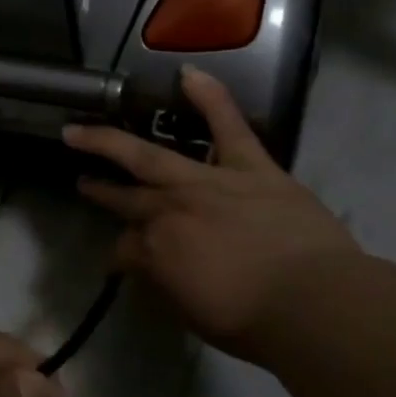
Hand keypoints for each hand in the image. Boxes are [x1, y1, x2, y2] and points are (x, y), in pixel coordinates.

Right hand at [64, 66, 358, 363]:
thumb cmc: (252, 322)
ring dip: (111, 143)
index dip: (121, 257)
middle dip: (100, 189)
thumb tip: (146, 269)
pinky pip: (228, 126)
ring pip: (149, 156)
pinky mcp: (250, 167)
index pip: (124, 248)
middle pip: (126, 197)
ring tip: (84, 131)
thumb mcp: (191, 314)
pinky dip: (211, 98)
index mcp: (156, 250)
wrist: (314, 304)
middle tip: (82, 180)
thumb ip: (163, 285)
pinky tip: (188, 74)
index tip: (123, 264)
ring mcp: (207, 182)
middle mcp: (169, 209)